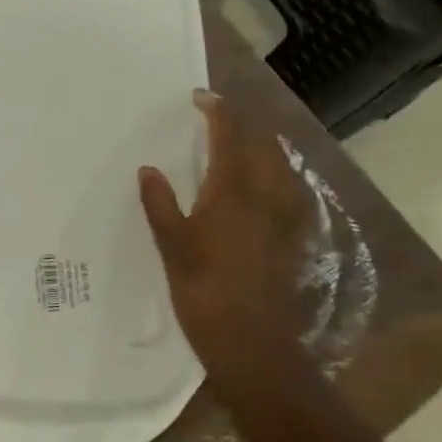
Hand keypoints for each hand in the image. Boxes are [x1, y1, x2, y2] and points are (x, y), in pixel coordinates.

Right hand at [138, 90, 310, 370]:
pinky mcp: (292, 239)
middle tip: (218, 118)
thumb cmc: (204, 291)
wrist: (253, 344)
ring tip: (241, 144)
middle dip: (244, 124)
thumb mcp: (172, 245)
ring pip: (280, 166)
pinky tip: (263, 187)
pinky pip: (287, 191)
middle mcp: (265, 196)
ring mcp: (284, 218)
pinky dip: (274, 175)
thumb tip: (149, 170)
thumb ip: (160, 203)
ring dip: (262, 146)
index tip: (199, 97)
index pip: (230, 136)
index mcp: (233, 190)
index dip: (217, 111)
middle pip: (263, 145)